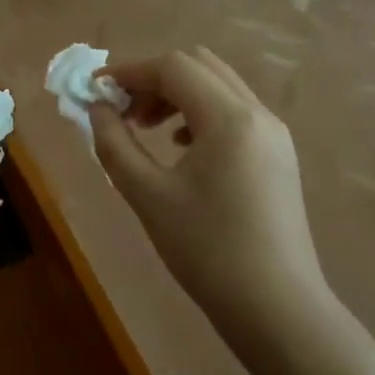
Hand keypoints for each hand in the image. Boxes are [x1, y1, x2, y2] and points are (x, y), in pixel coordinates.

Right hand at [91, 47, 327, 328]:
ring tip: (146, 129)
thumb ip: (114, 144)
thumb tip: (97, 109)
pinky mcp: (278, 154)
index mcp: (229, 118)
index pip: (173, 67)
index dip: (129, 71)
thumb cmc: (206, 250)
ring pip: (218, 86)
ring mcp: (274, 133)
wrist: (276, 308)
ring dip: (177, 94)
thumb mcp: (147, 195)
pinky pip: (234, 111)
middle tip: (123, 111)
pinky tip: (180, 148)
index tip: (96, 91)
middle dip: (154, 79)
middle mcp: (257, 113)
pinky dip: (200, 113)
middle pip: (198, 66)